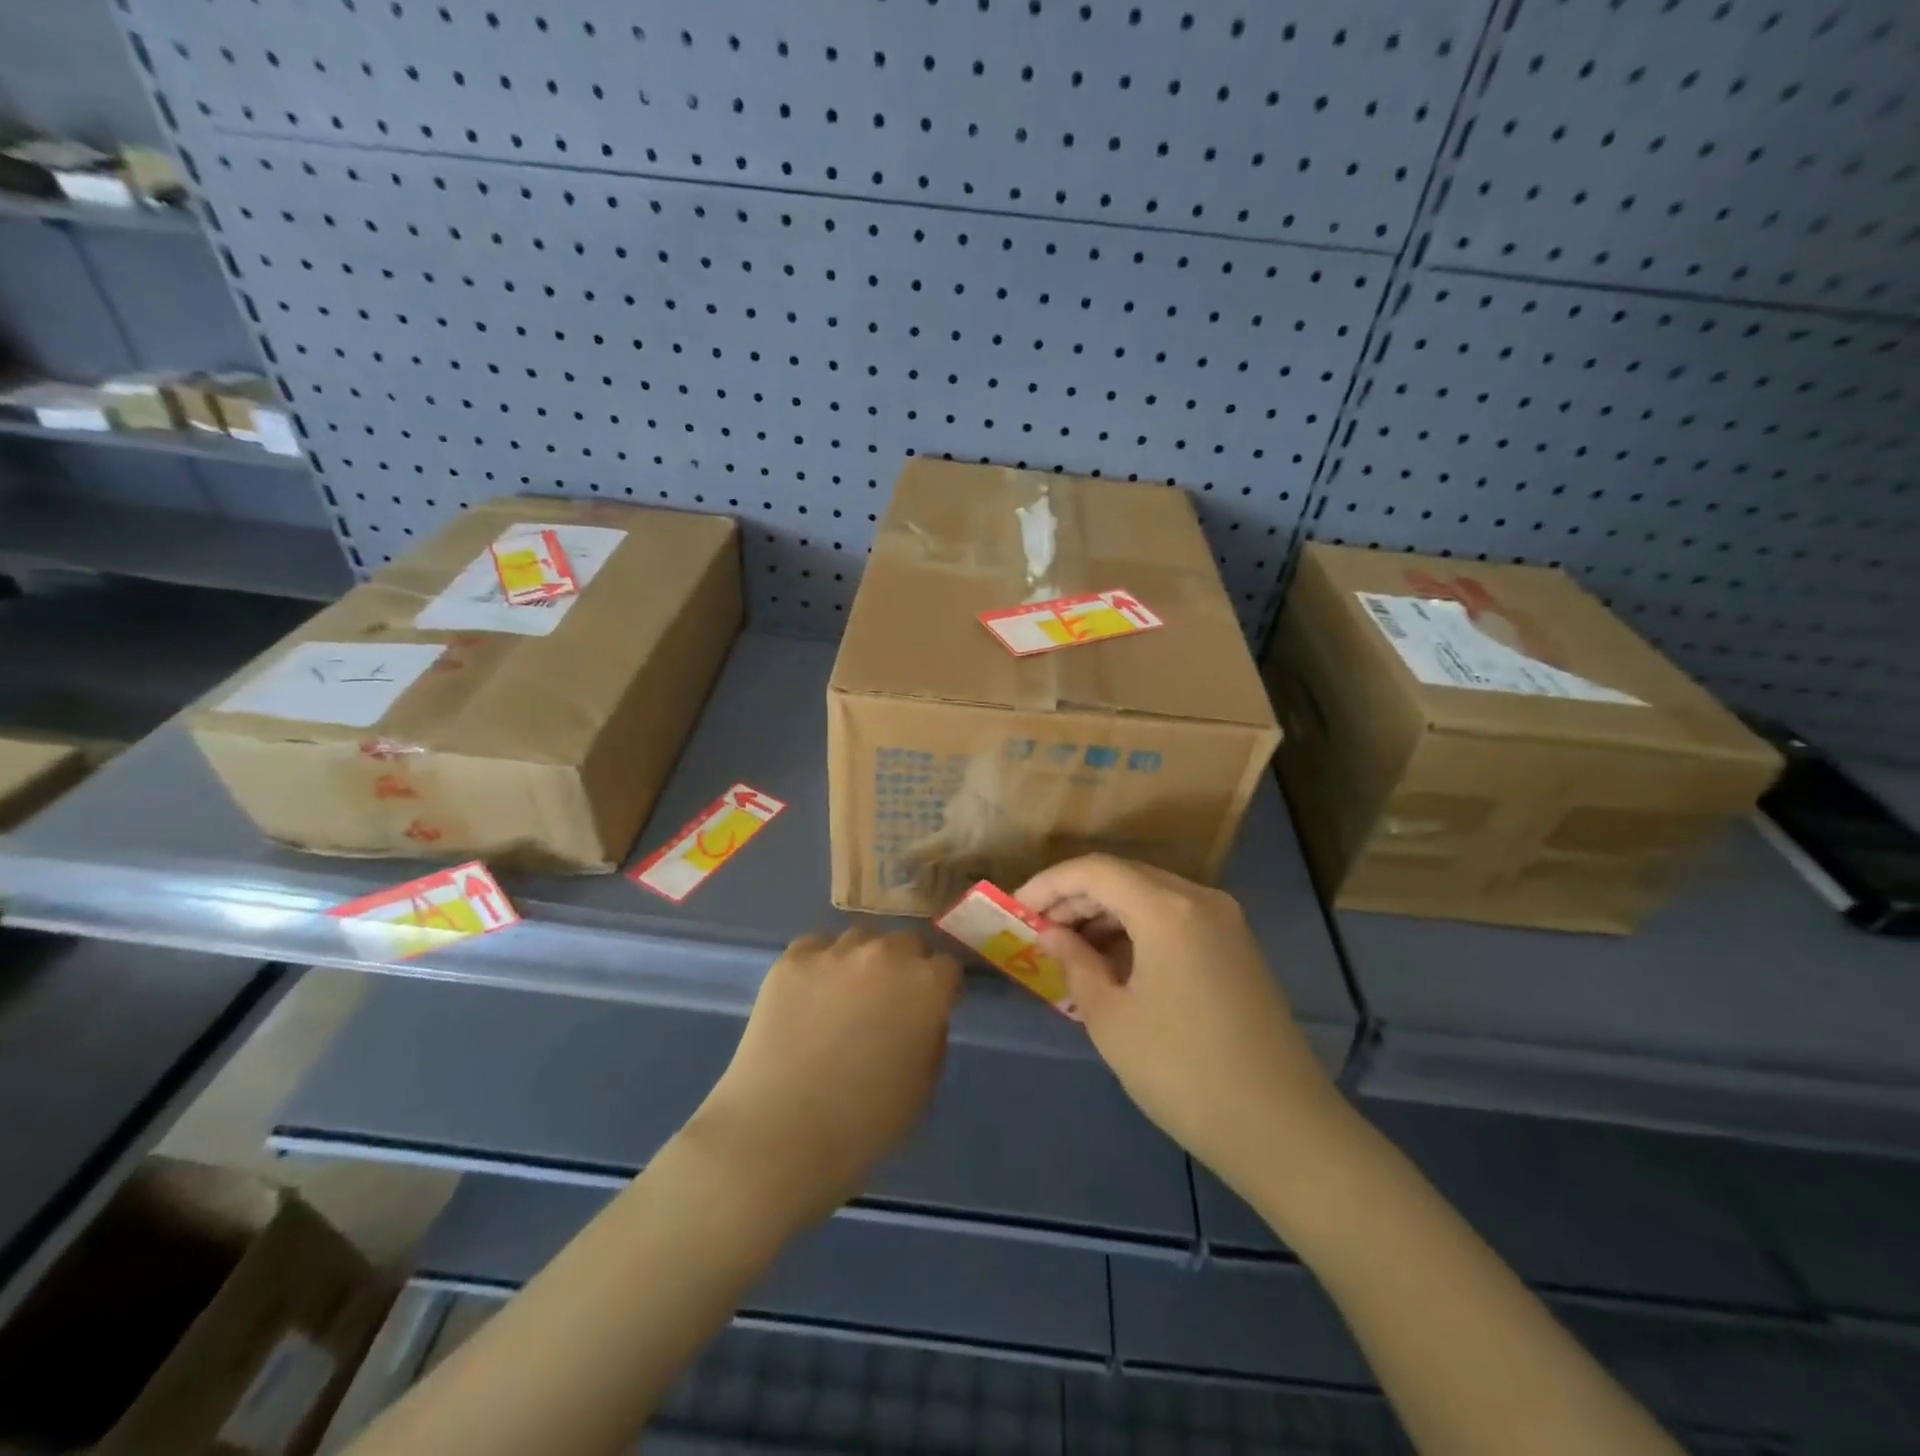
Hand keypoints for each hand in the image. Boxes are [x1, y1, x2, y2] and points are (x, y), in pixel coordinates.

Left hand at [685, 926, 960, 1230]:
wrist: (781, 1134)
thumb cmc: (864, 1124)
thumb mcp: (923, 1088)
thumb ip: (931, 1037)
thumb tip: (922, 1017)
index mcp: (926, 986)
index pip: (947, 968)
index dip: (940, 990)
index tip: (930, 1010)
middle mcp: (886, 955)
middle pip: (905, 944)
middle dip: (904, 968)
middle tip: (887, 1004)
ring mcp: (835, 953)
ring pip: (860, 941)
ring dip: (862, 962)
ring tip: (843, 998)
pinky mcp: (792, 960)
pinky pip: (815, 948)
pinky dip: (819, 966)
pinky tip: (808, 998)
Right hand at [1015, 855, 1342, 1202]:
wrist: (1283, 1129)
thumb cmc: (1183, 1072)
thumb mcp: (1112, 1018)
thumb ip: (1075, 963)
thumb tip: (1053, 933)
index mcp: (1167, 907)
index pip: (1094, 870)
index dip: (1048, 884)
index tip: (1015, 910)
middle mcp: (1200, 899)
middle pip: (1123, 877)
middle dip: (1074, 898)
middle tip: (1037, 931)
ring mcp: (1225, 922)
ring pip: (1150, 897)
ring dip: (1105, 915)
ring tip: (1068, 950)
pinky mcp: (1236, 948)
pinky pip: (1175, 919)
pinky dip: (1137, 931)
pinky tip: (1113, 964)